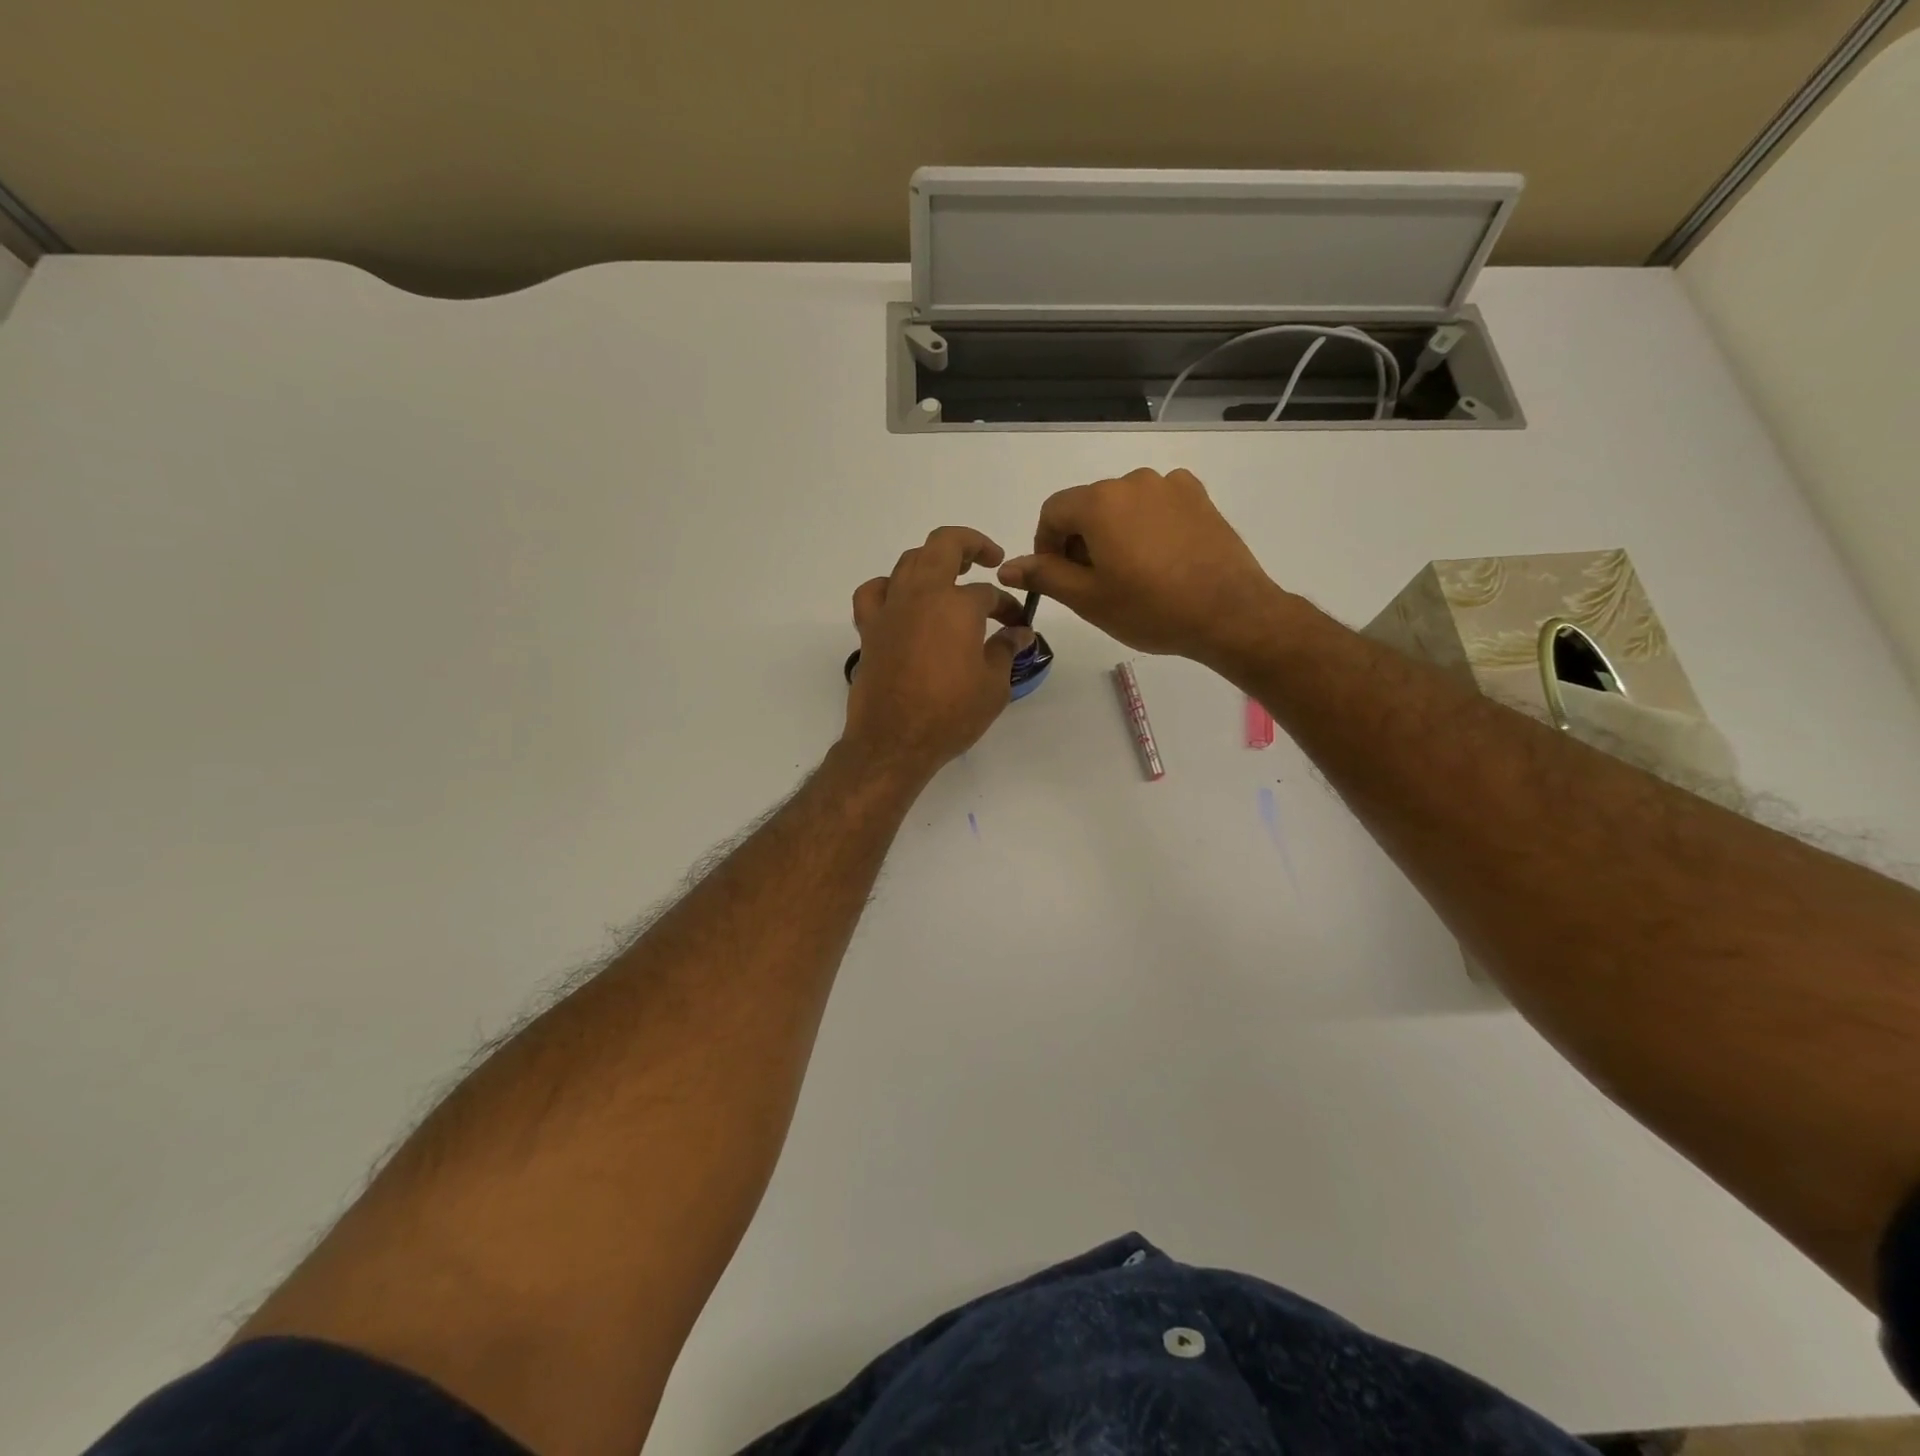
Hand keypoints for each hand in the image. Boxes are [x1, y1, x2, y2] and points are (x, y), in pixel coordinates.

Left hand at [843, 526, 1033, 778]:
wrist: (894, 742)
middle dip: (971, 544)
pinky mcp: (869, 629)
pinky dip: (888, 586)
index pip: (989, 594)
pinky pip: (873, 592)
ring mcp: (890, 609)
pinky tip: (900, 598)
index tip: (1017, 625)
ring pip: (908, 562)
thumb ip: (1005, 650)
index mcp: (957, 605)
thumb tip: (1019, 633)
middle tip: (989, 558)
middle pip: (944, 546)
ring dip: (932, 560)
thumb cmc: (950, 714)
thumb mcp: (993, 686)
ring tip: (950, 575)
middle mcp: (921, 595)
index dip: (1007, 607)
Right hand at [997, 467, 1283, 664]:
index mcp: (1100, 501)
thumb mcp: (1088, 599)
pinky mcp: (1198, 496)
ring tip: (1130, 575)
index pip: (1052, 512)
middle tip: (1094, 585)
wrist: (1230, 613)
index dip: (1046, 546)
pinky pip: (1155, 505)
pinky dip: (1146, 526)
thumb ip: (1044, 576)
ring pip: (1122, 506)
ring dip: (1113, 533)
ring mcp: (1170, 485)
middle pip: (1088, 506)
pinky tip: (1160, 559)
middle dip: (1080, 541)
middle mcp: (1133, 481)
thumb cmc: (1151, 609)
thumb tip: (1007, 566)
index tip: (1058, 578)